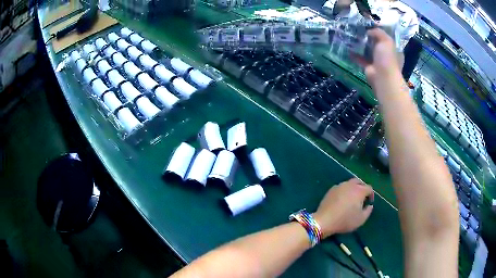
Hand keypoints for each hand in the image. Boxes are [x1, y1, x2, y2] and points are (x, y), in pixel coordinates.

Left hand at [313, 178, 373, 237]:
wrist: (324, 221)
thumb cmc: (345, 221)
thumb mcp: (361, 219)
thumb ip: (368, 211)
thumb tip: (370, 205)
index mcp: (359, 191)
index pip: (369, 188)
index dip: (371, 195)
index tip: (369, 202)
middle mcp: (350, 185)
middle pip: (359, 182)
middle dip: (363, 188)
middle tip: (362, 198)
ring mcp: (339, 186)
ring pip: (349, 183)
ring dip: (353, 188)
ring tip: (352, 198)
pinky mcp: (331, 190)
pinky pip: (341, 187)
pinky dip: (344, 191)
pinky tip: (342, 199)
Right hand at [354, 28, 401, 88]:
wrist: (383, 77)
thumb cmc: (388, 58)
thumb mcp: (386, 40)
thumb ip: (378, 32)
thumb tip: (369, 31)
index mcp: (394, 49)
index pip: (387, 38)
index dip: (379, 32)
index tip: (370, 26)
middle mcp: (387, 56)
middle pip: (377, 44)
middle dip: (369, 38)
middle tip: (359, 30)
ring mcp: (378, 62)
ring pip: (369, 51)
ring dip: (361, 45)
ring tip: (352, 37)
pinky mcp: (370, 68)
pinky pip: (361, 59)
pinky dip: (355, 55)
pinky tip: (348, 49)